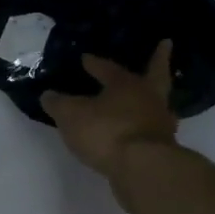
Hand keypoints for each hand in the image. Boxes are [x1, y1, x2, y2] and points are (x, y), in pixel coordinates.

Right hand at [41, 40, 181, 196]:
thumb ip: (58, 104)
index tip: (85, 58)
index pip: (108, 68)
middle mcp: (148, 98)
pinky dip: (144, 126)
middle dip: (158, 60)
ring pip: (157, 102)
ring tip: (146, 95)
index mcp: (126, 84)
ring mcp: (159, 123)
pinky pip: (151, 129)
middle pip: (156, 74)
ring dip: (151, 97)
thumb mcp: (71, 115)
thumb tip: (48, 95)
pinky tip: (136, 130)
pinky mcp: (163, 147)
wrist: (143, 169)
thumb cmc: (106, 131)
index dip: (95, 63)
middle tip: (166, 45)